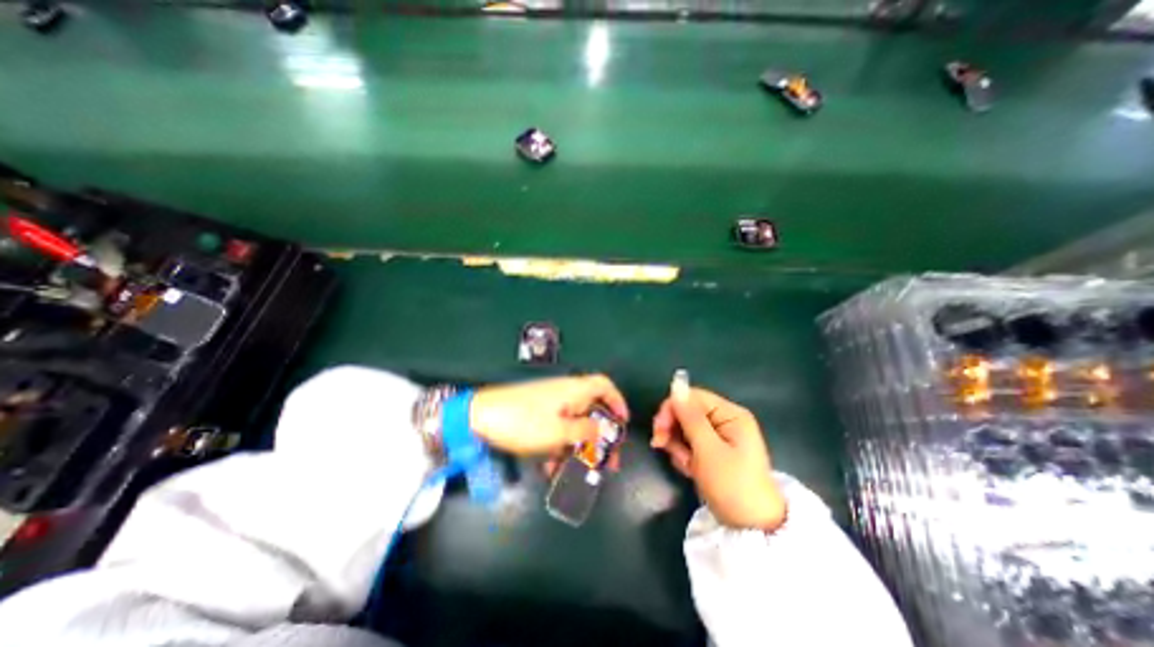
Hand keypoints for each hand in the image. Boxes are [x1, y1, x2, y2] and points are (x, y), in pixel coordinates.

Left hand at [471, 373, 630, 456]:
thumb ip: (585, 432)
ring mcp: (549, 403)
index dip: (617, 402)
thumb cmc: (523, 422)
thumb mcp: (559, 432)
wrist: (479, 416)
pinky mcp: (536, 413)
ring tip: (573, 472)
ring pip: (573, 424)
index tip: (622, 424)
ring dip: (576, 447)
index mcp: (574, 390)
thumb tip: (601, 430)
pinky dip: (558, 445)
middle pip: (591, 410)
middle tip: (604, 461)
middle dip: (599, 437)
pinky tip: (549, 467)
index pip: (604, 385)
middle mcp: (565, 393)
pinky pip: (556, 428)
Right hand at [648, 385, 783, 529]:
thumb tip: (676, 384)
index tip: (659, 429)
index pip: (692, 396)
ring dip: (677, 445)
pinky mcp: (713, 450)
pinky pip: (689, 442)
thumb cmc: (732, 486)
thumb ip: (690, 417)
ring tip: (685, 465)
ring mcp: (719, 435)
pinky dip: (684, 454)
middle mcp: (725, 419)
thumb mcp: (708, 450)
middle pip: (686, 411)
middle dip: (673, 429)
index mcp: (730, 414)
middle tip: (661, 446)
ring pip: (684, 427)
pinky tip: (689, 469)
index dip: (672, 408)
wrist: (752, 529)